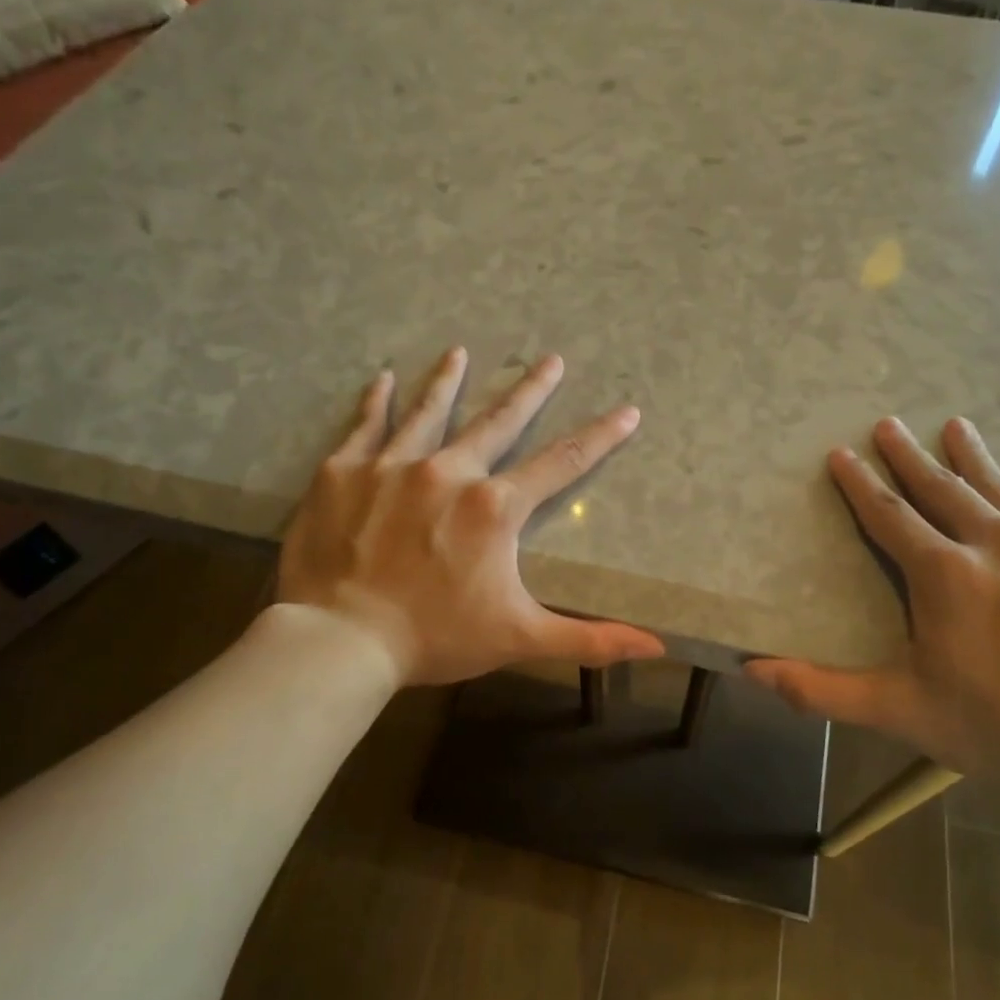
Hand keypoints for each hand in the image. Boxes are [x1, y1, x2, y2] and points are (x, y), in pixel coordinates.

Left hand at [277, 347, 665, 685]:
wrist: (340, 641)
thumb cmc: (436, 638)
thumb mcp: (521, 638)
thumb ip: (590, 639)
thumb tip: (658, 647)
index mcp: (494, 507)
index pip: (561, 463)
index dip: (599, 437)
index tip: (627, 411)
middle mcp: (448, 471)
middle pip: (498, 421)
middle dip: (530, 390)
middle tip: (551, 359)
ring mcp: (391, 466)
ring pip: (428, 412)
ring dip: (448, 380)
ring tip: (460, 352)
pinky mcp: (342, 473)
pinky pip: (364, 426)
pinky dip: (375, 402)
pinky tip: (383, 379)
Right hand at [747, 417, 999, 786]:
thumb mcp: (900, 711)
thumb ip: (822, 690)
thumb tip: (753, 670)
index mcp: (943, 574)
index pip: (889, 516)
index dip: (860, 484)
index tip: (841, 453)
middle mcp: (995, 544)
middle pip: (942, 489)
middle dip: (910, 457)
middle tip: (889, 424)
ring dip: (972, 456)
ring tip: (954, 425)